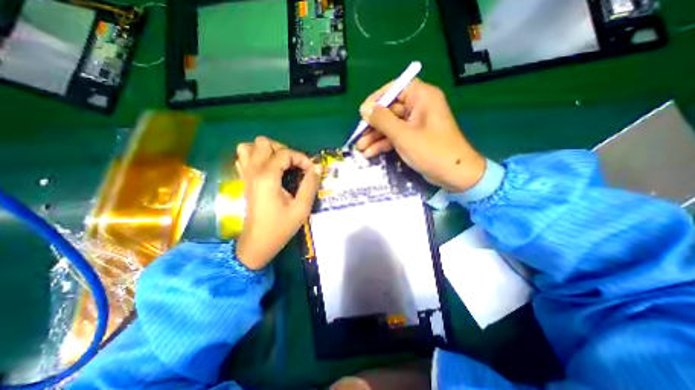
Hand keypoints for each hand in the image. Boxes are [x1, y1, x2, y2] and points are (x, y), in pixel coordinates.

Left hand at [233, 137, 319, 270]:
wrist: (258, 243)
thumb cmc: (280, 227)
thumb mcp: (301, 208)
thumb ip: (310, 185)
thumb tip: (317, 167)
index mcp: (267, 177)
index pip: (284, 153)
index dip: (301, 158)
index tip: (311, 171)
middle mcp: (254, 171)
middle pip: (263, 143)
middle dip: (283, 150)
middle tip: (295, 165)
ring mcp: (246, 175)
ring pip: (249, 147)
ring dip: (267, 151)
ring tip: (280, 163)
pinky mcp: (244, 181)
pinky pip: (244, 158)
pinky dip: (256, 157)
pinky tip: (267, 169)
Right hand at [355, 78, 483, 193]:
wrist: (454, 174)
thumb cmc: (431, 151)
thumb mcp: (403, 135)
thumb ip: (382, 120)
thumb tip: (364, 108)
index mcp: (421, 97)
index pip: (394, 89)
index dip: (376, 100)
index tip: (362, 113)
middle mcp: (418, 106)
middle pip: (389, 110)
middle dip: (372, 125)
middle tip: (358, 137)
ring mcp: (415, 124)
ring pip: (390, 126)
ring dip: (375, 137)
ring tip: (360, 149)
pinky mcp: (414, 137)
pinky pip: (395, 136)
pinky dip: (384, 144)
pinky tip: (370, 153)